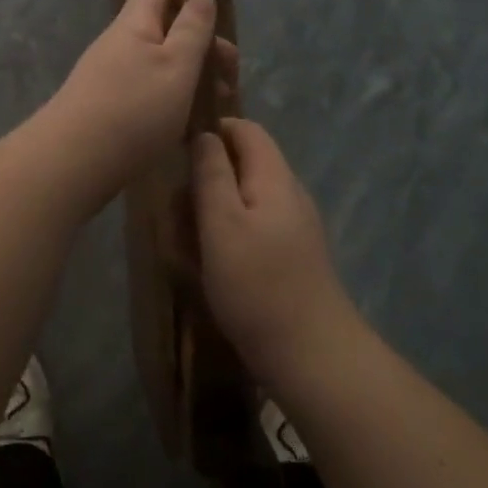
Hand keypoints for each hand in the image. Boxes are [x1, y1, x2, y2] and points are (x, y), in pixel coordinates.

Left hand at [44, 0, 236, 192]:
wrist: (73, 162)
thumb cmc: (135, 108)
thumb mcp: (177, 64)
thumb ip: (193, 30)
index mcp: (134, 25)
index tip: (217, 21)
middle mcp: (117, 46)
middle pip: (163, 33)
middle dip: (200, 49)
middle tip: (228, 78)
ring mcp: (107, 79)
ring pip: (156, 68)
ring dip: (188, 80)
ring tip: (214, 106)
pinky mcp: (103, 110)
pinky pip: (144, 95)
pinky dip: (169, 104)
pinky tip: (185, 129)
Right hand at [194, 118, 355, 389]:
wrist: (312, 357)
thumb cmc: (258, 286)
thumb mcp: (222, 224)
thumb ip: (212, 174)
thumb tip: (204, 134)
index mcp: (274, 177)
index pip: (245, 129)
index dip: (211, 132)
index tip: (176, 157)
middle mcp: (287, 194)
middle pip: (240, 166)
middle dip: (203, 184)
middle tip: (175, 217)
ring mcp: (291, 227)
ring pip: (240, 203)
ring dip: (208, 217)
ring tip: (184, 250)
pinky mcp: (288, 258)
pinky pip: (249, 233)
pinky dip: (223, 241)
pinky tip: (206, 271)